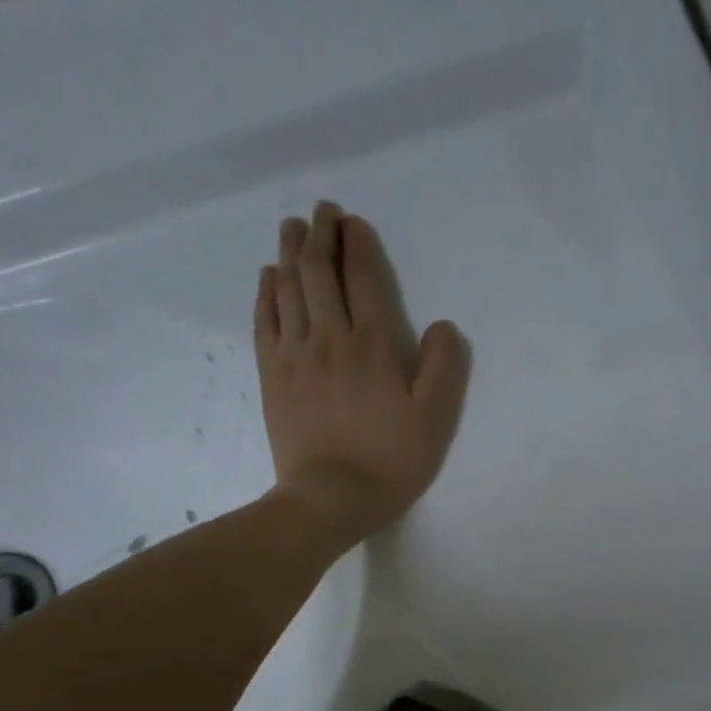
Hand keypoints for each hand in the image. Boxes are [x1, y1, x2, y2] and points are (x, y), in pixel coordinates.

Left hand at [255, 203, 469, 542]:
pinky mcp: (273, 375)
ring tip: (294, 228)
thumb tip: (442, 327)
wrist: (329, 499)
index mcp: (373, 346)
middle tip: (322, 212)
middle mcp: (330, 337)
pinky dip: (267, 290)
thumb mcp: (435, 422)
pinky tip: (269, 275)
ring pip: (289, 287)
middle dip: (321, 234)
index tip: (353, 222)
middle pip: (319, 271)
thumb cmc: (389, 463)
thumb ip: (444, 369)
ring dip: (291, 251)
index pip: (363, 278)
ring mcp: (295, 354)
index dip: (359, 244)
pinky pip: (266, 319)